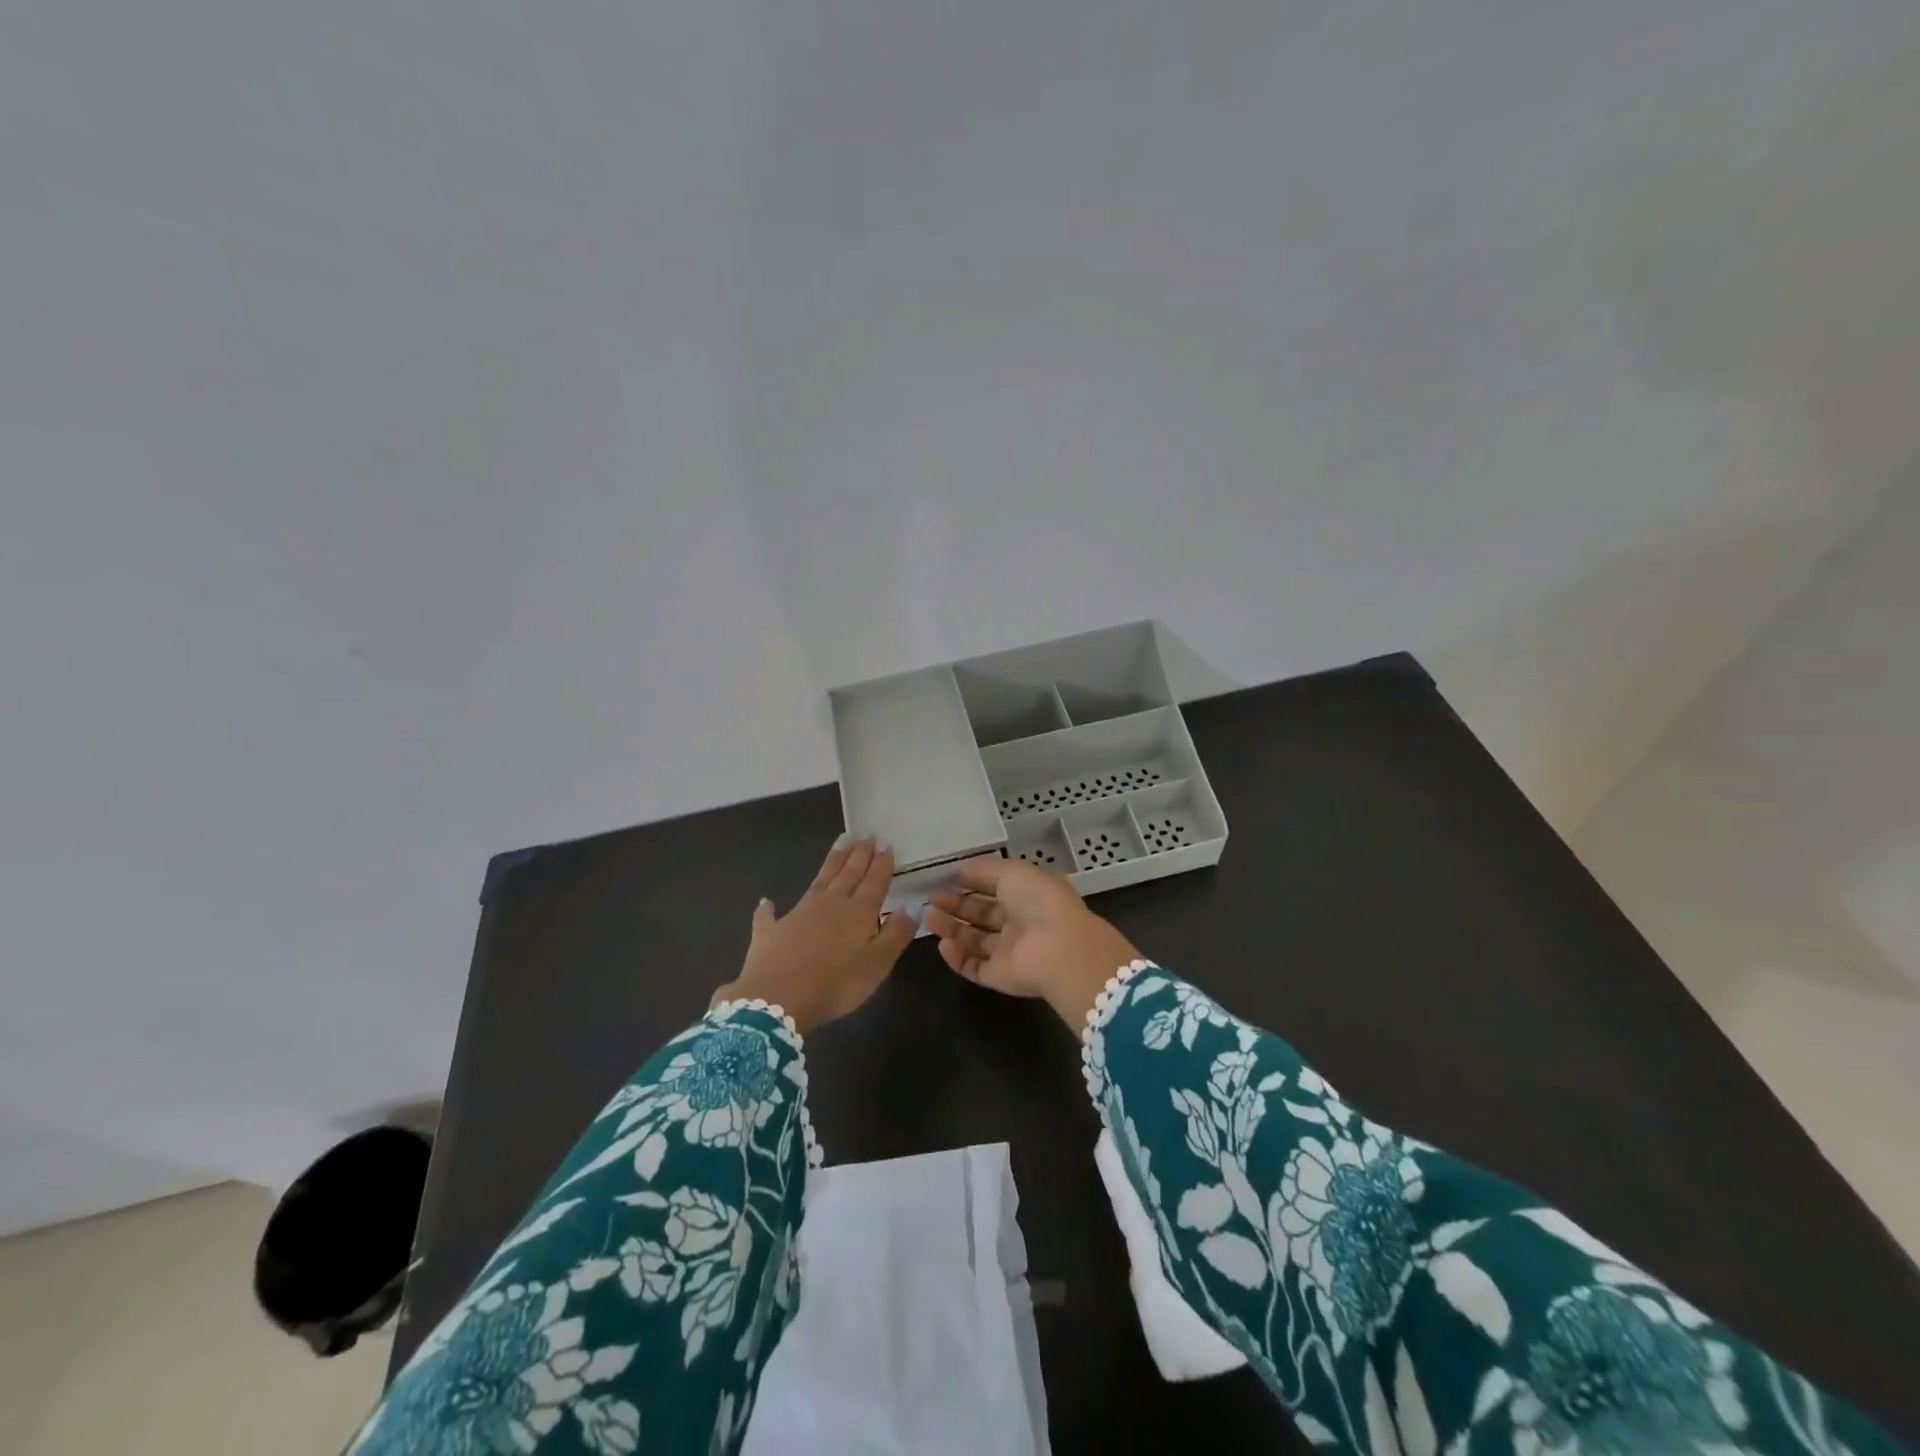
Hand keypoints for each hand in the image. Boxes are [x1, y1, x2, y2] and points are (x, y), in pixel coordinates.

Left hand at [712, 836, 916, 1035]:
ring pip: (819, 881)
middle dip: (859, 854)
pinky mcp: (770, 931)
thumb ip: (896, 933)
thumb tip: (912, 906)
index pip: (874, 881)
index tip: (886, 845)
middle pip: (848, 873)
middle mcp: (829, 904)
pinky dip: (768, 908)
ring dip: (831, 862)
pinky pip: (769, 915)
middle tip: (866, 835)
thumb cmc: (837, 984)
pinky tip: (766, 902)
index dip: (882, 864)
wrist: (778, 1000)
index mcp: (858, 912)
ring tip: (840, 844)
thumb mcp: (878, 963)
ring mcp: (798, 914)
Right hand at [926, 857, 1142, 1028]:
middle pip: (982, 916)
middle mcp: (1020, 924)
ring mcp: (1010, 952)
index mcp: (1028, 896)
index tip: (948, 879)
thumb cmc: (1038, 901)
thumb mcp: (1012, 872)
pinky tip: (942, 944)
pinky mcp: (1000, 976)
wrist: (1059, 949)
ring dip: (952, 929)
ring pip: (975, 941)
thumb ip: (985, 870)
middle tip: (931, 900)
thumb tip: (962, 870)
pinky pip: (974, 967)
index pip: (996, 889)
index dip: (973, 884)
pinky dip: (957, 958)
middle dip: (956, 906)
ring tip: (929, 918)